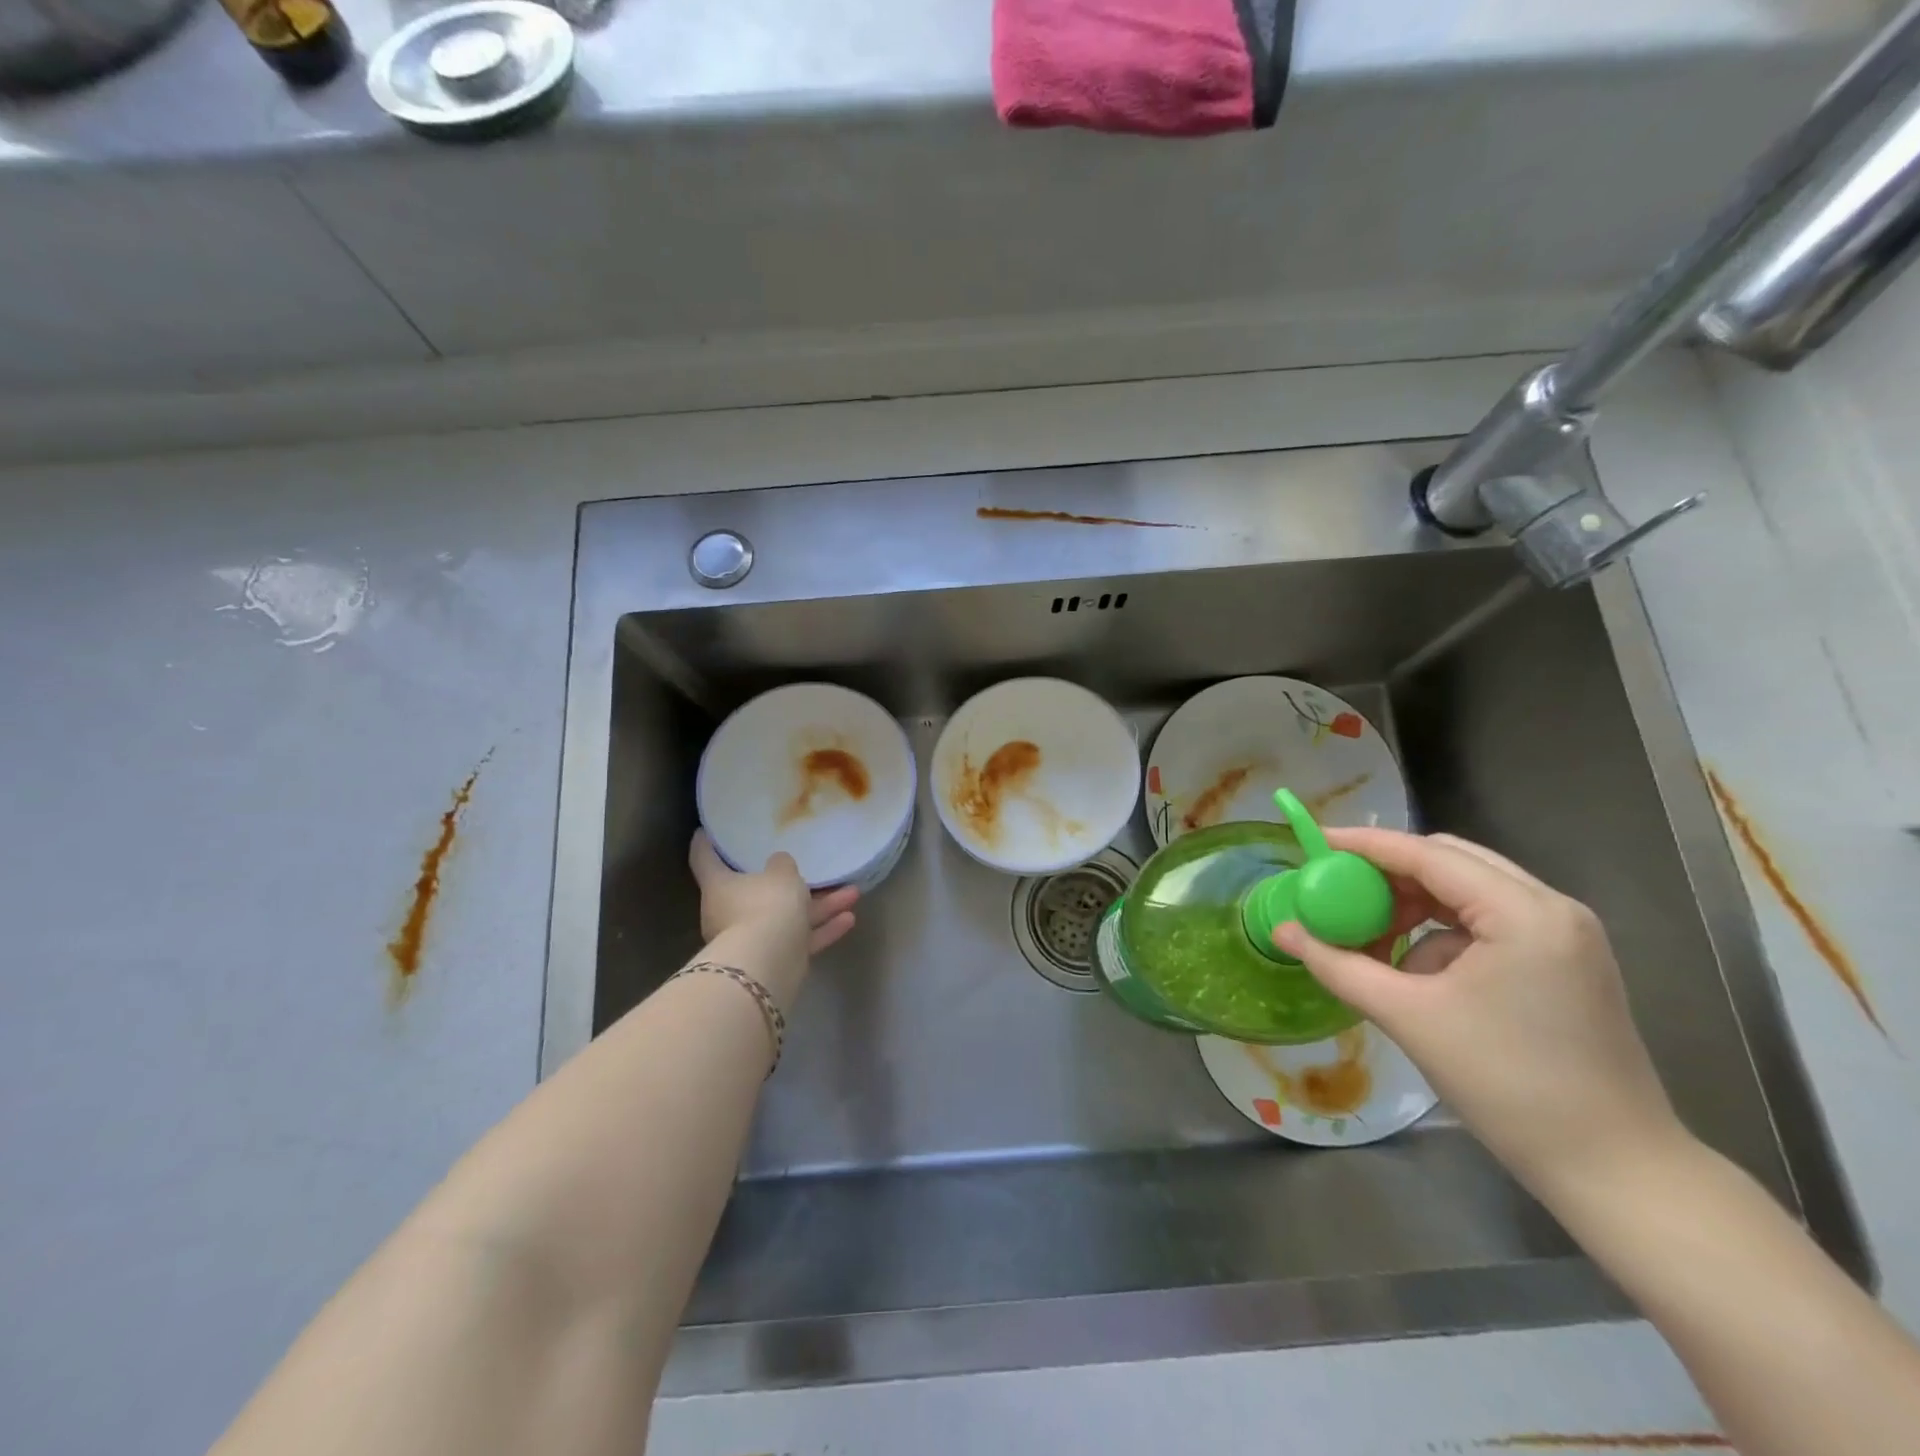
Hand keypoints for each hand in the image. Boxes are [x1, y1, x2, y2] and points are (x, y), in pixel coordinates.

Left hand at [689, 832, 858, 1001]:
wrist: (769, 963)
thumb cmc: (766, 905)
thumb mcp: (781, 874)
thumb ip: (782, 865)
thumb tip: (779, 863)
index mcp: (719, 886)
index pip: (704, 859)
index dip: (706, 843)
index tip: (707, 831)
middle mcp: (729, 913)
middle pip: (757, 891)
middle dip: (788, 882)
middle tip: (807, 868)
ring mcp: (752, 938)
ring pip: (787, 917)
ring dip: (821, 906)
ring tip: (853, 893)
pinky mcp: (774, 960)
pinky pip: (799, 939)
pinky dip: (822, 929)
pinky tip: (850, 919)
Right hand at [1274, 827, 1687, 1202]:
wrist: (1616, 1171)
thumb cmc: (1509, 1086)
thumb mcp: (1409, 1018)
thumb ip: (1338, 965)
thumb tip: (1282, 931)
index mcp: (1522, 913)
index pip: (1427, 855)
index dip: (1364, 845)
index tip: (1313, 842)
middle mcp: (1551, 908)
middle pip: (1451, 862)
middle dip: (1389, 873)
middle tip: (1339, 893)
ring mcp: (1565, 935)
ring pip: (1469, 891)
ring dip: (1415, 905)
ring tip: (1373, 938)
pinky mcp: (1565, 962)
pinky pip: (1489, 922)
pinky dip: (1443, 933)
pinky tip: (1419, 972)